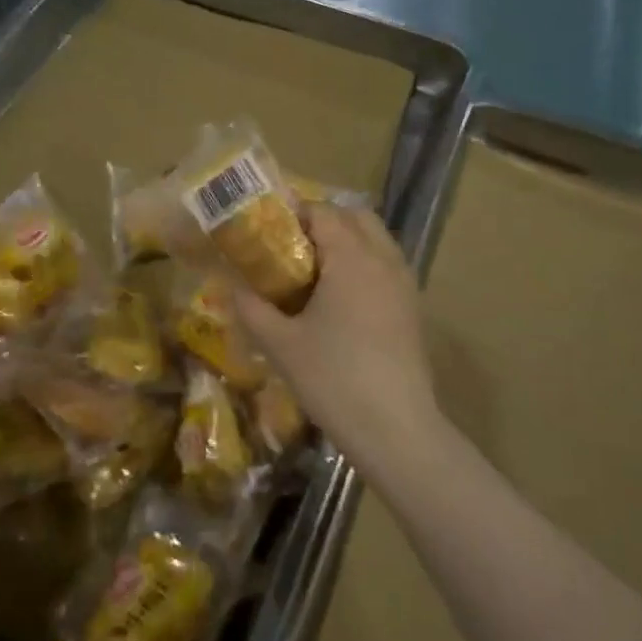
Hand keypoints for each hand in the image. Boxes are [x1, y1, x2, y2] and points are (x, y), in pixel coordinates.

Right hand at [232, 204, 439, 458]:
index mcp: (352, 257)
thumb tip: (228, 285)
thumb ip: (251, 308)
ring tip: (311, 271)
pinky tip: (339, 300)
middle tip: (288, 246)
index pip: (322, 211)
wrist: (396, 429)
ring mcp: (405, 283)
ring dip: (346, 242)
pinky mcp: (413, 308)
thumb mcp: (281, 344)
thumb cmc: (333, 379)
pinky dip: (363, 265)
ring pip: (376, 240)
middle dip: (322, 221)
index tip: (264, 228)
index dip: (291, 212)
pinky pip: (386, 266)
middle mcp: (384, 259)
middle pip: (355, 216)